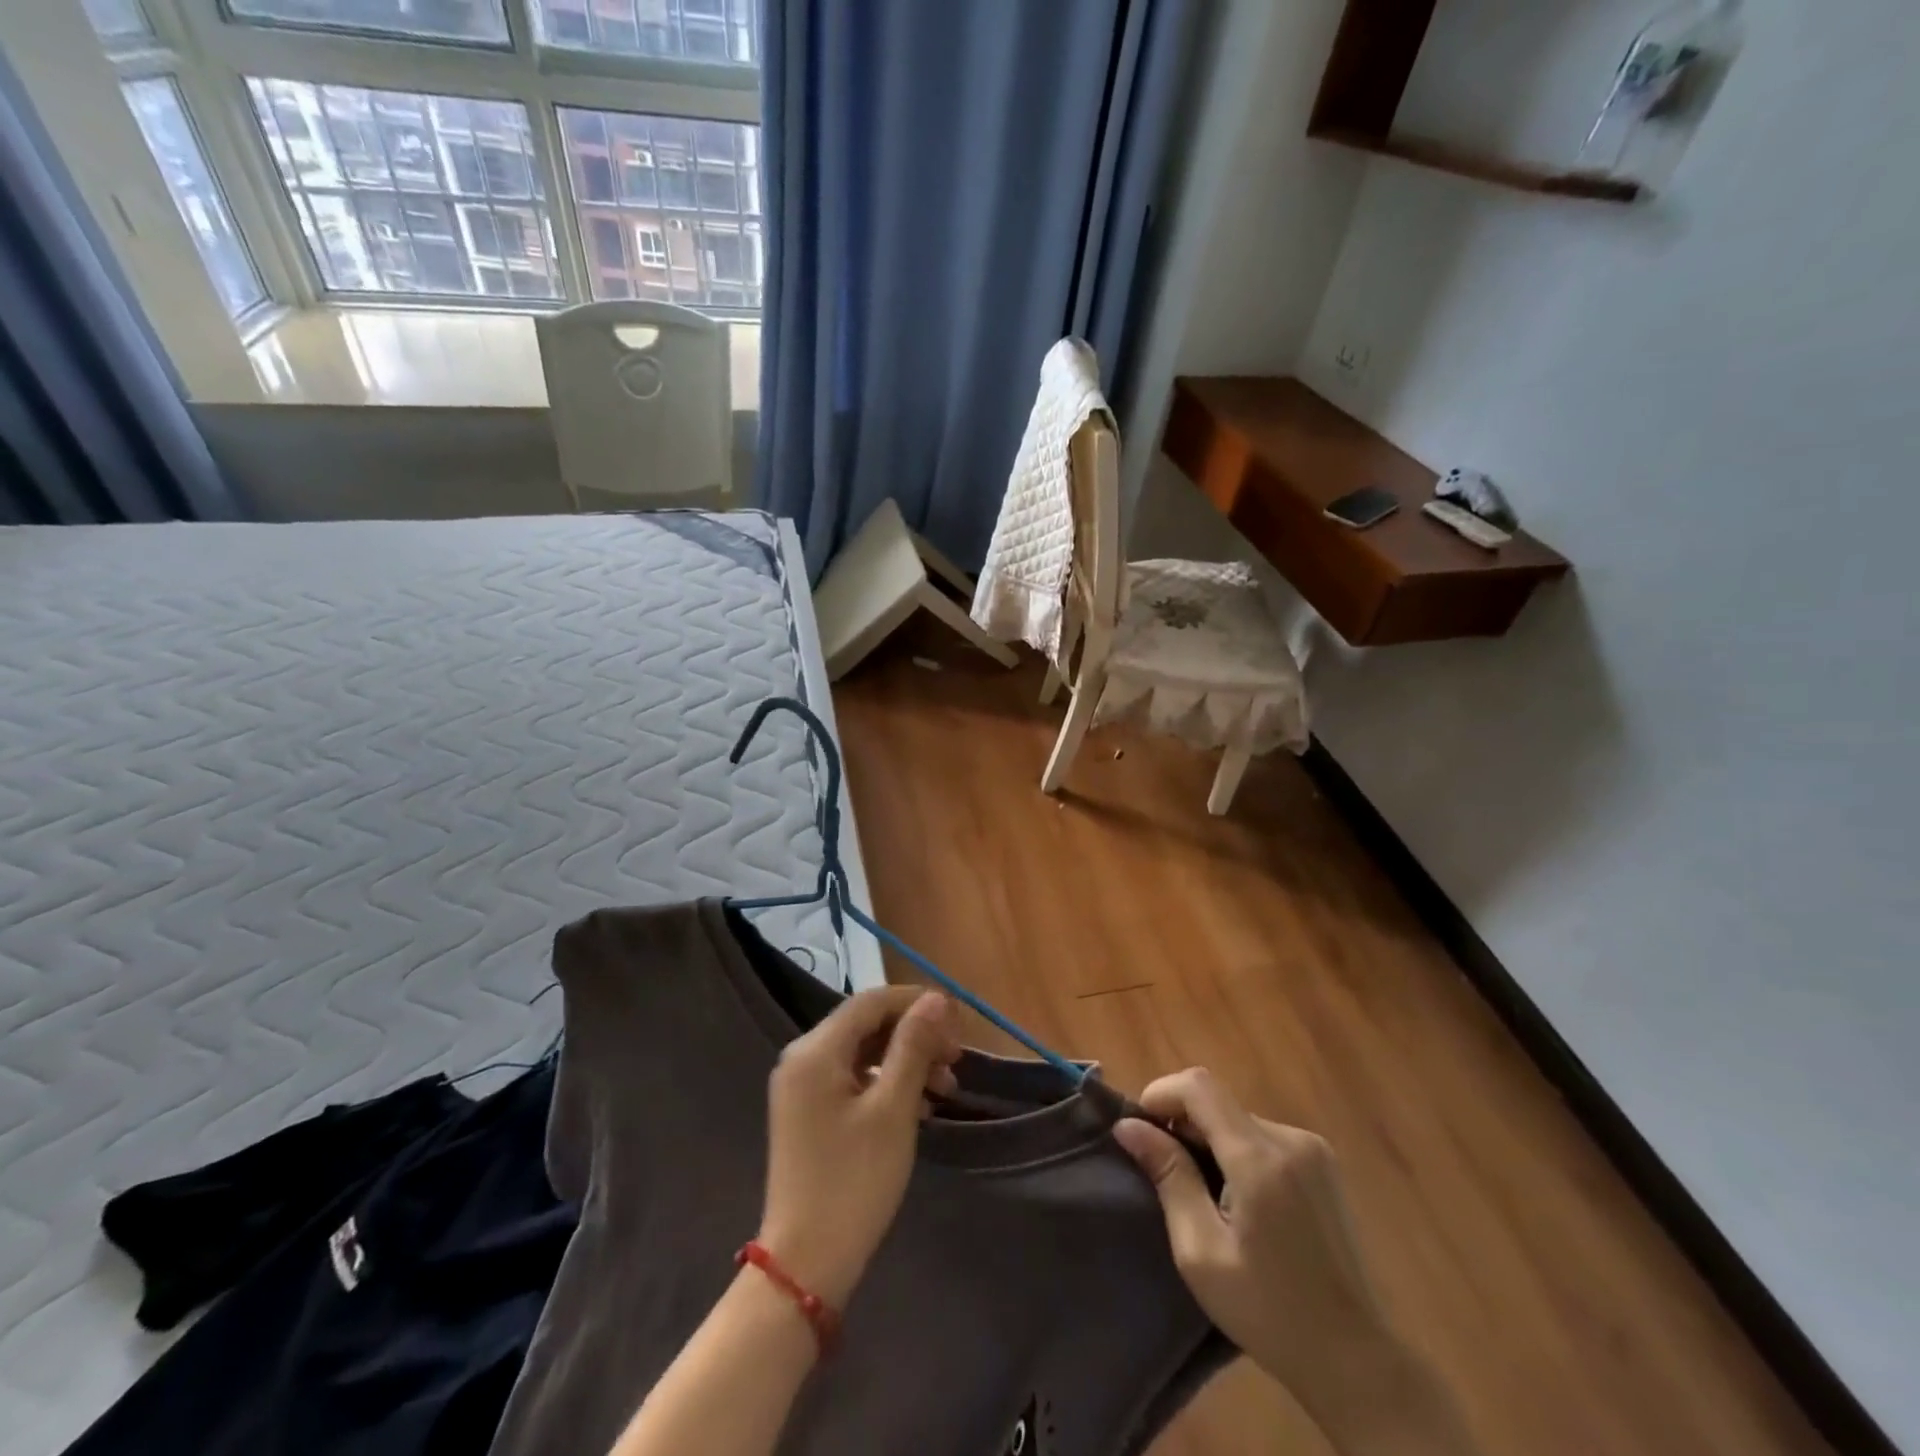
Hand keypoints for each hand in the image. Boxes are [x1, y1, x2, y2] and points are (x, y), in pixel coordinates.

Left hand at [758, 987, 962, 1307]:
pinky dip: (888, 1084)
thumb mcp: (893, 1109)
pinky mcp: (809, 1113)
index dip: (916, 1003)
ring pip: (864, 1052)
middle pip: (867, 1025)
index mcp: (815, 1050)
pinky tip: (920, 1107)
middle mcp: (802, 1058)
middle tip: (956, 1060)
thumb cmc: (853, 1181)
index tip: (957, 1022)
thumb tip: (935, 999)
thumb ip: (914, 1047)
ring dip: (906, 1062)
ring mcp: (803, 1087)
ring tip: (946, 1089)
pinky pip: (853, 1079)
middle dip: (915, 1036)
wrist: (805, 1264)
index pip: (872, 1001)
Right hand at [1114, 1070, 1480, 1455]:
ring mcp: (1313, 1149)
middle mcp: (1290, 1139)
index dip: (1161, 1094)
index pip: (1199, 1086)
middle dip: (1183, 1124)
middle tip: (1164, 1172)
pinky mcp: (1324, 1163)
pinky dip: (1237, 1151)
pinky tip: (1238, 1199)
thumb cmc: (1268, 1312)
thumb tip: (1128, 1126)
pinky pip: (1263, 1136)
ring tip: (1201, 1192)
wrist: (1356, 1361)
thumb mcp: (1200, 1251)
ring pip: (1239, 1119)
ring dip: (1210, 1139)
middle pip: (1218, 1102)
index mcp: (1260, 1158)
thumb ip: (1169, 1177)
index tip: (1140, 1130)